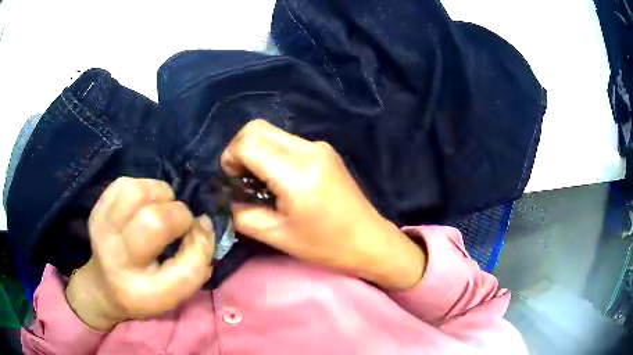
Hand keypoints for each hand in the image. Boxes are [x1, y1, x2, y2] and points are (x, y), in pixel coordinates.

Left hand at [65, 178, 214, 330]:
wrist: (105, 286)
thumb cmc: (147, 291)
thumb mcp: (177, 292)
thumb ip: (197, 260)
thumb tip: (203, 222)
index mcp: (143, 292)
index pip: (185, 270)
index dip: (201, 246)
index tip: (199, 234)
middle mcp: (118, 260)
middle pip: (154, 222)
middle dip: (179, 214)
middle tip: (179, 222)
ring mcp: (102, 230)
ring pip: (136, 193)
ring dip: (160, 195)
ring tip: (162, 207)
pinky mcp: (97, 210)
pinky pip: (125, 184)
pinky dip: (143, 188)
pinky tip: (145, 203)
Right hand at [221, 120, 425, 289]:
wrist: (369, 240)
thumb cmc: (325, 245)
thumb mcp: (276, 236)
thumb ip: (241, 214)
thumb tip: (225, 198)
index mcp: (296, 171)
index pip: (247, 143)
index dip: (230, 159)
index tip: (232, 183)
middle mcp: (308, 149)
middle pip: (257, 128)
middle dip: (239, 150)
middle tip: (241, 180)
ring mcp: (318, 146)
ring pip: (271, 132)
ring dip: (256, 151)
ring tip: (260, 183)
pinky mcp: (324, 150)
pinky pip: (287, 141)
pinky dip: (272, 154)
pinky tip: (279, 179)